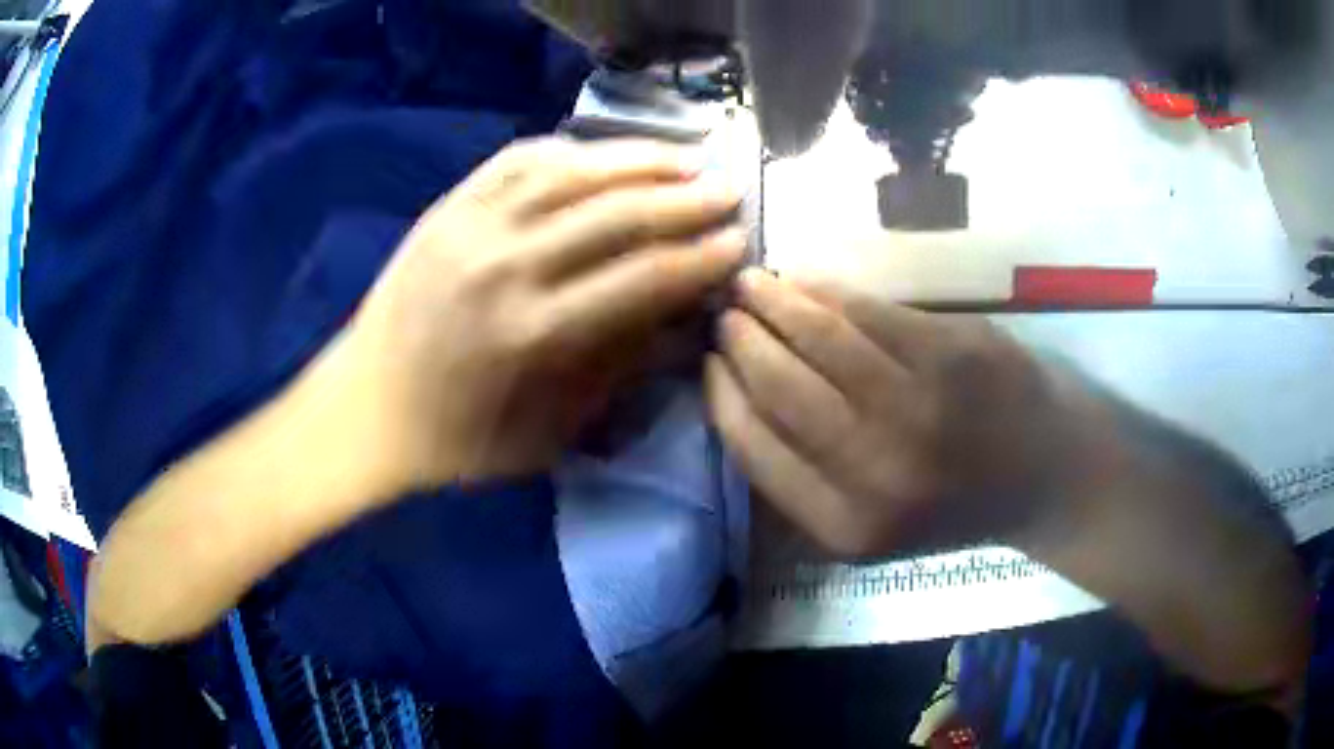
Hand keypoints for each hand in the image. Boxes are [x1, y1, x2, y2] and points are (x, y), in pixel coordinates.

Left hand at [345, 138, 745, 489]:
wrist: (366, 409)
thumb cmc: (458, 439)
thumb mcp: (549, 432)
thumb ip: (618, 369)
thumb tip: (684, 320)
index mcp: (532, 333)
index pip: (641, 278)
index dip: (699, 258)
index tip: (739, 243)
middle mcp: (505, 265)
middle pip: (615, 214)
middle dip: (685, 199)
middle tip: (729, 190)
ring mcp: (471, 225)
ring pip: (570, 170)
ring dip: (638, 160)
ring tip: (685, 157)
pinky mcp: (449, 206)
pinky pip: (518, 159)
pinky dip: (570, 150)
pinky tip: (603, 154)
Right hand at [707, 269, 1093, 557]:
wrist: (1043, 475)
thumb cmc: (951, 503)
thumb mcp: (869, 525)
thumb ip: (804, 478)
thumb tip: (737, 395)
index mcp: (846, 527)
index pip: (753, 446)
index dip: (721, 395)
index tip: (707, 363)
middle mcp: (878, 471)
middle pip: (780, 387)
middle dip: (740, 340)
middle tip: (726, 314)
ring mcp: (920, 406)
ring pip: (819, 338)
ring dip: (774, 302)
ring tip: (752, 285)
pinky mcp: (953, 352)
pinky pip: (868, 311)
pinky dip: (826, 290)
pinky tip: (804, 281)